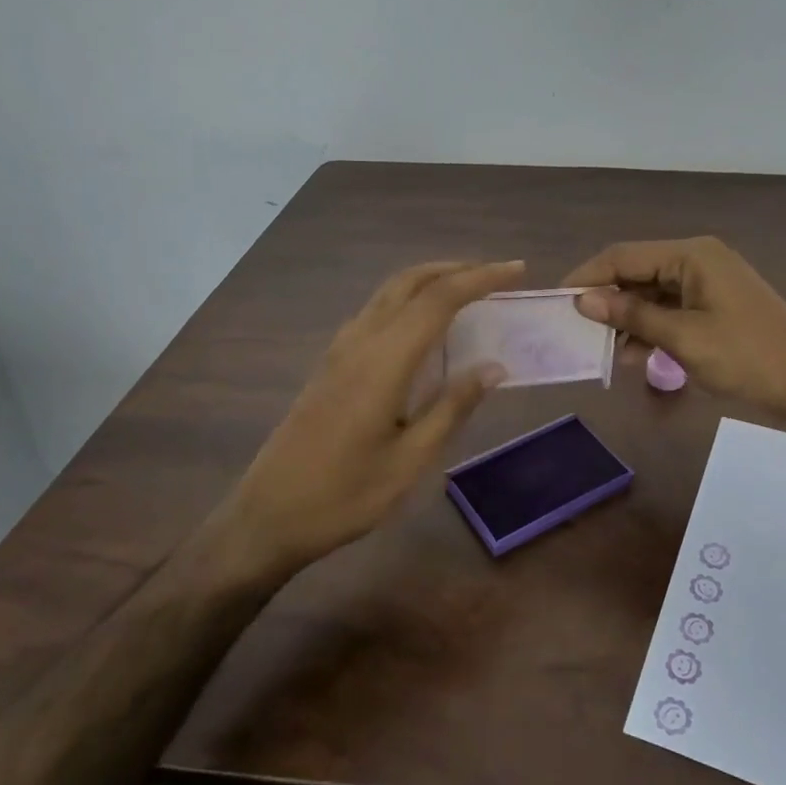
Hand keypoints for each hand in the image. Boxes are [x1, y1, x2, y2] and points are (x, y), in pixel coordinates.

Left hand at [211, 259, 523, 575]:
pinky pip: (376, 310)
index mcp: (384, 360)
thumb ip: (453, 407)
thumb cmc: (345, 495)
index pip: (439, 299)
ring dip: (431, 280)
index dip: (481, 278)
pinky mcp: (331, 363)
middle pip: (411, 281)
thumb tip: (494, 367)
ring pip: (390, 292)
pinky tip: (425, 326)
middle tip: (497, 276)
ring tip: (469, 291)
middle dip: (457, 269)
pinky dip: (410, 300)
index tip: (517, 270)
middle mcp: (361, 341)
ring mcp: (341, 349)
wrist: (268, 515)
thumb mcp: (410, 460)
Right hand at [562, 237, 785, 428]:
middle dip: (607, 299)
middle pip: (637, 272)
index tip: (556, 302)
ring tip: (603, 349)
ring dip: (628, 318)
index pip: (624, 255)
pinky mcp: (716, 307)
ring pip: (652, 293)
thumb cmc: (747, 358)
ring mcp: (709, 284)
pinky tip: (634, 355)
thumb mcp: (683, 338)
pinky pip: (671, 310)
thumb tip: (582, 299)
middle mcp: (698, 260)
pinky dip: (651, 328)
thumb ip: (632, 314)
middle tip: (576, 330)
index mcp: (691, 255)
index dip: (587, 276)